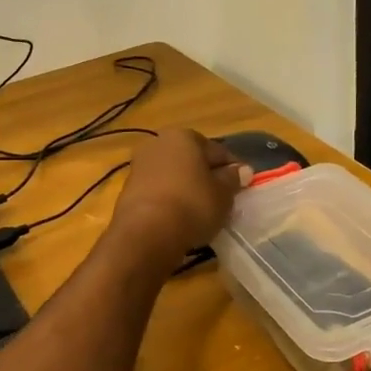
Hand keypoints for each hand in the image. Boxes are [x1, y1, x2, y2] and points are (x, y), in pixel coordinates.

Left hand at [111, 130, 249, 263]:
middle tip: (223, 199)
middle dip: (207, 176)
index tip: (242, 187)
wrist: (146, 233)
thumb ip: (233, 179)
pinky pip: (159, 191)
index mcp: (184, 136)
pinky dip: (171, 201)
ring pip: (174, 175)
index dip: (232, 169)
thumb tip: (242, 170)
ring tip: (202, 212)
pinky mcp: (128, 190)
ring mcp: (140, 166)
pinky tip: (181, 218)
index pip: (217, 150)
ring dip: (188, 189)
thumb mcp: (223, 194)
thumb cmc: (192, 205)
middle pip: (192, 160)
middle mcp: (158, 143)